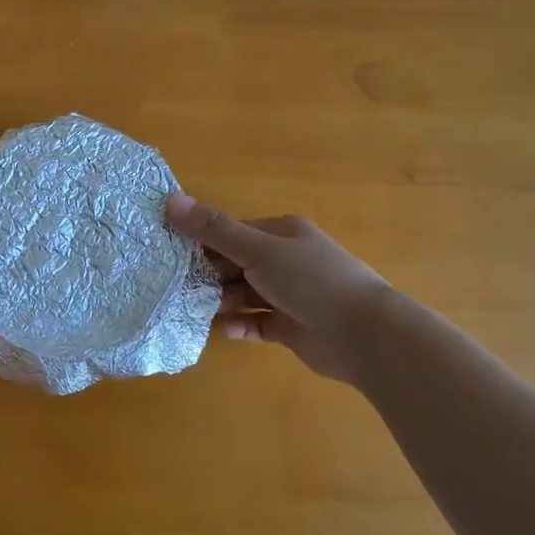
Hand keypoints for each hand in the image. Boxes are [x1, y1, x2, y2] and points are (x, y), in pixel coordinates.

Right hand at [166, 193, 392, 386]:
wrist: (364, 335)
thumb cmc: (311, 281)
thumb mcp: (258, 250)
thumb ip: (215, 230)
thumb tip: (171, 200)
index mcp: (282, 234)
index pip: (234, 232)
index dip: (203, 240)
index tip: (170, 253)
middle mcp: (286, 260)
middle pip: (237, 264)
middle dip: (209, 274)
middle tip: (174, 286)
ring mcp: (290, 295)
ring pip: (246, 294)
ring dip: (221, 301)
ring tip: (190, 309)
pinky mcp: (292, 327)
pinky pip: (257, 322)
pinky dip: (239, 325)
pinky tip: (219, 329)